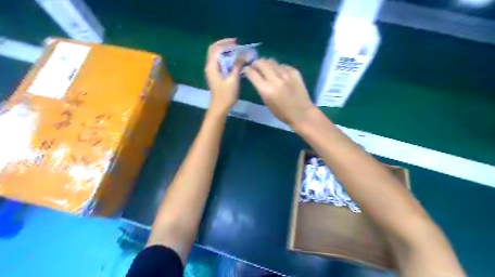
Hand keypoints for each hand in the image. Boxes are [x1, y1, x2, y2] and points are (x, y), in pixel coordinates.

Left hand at [205, 37, 242, 114]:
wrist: (220, 108)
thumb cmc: (226, 95)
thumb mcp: (233, 79)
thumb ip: (237, 65)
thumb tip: (244, 54)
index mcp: (212, 66)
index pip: (217, 49)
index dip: (226, 44)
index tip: (237, 43)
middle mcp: (210, 66)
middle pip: (214, 50)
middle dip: (224, 44)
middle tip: (236, 43)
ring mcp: (212, 71)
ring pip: (216, 55)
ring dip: (225, 51)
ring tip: (236, 50)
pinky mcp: (215, 75)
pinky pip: (219, 62)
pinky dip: (225, 58)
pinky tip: (234, 60)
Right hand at [244, 58, 316, 127]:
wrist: (301, 113)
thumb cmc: (282, 112)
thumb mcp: (266, 102)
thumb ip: (260, 88)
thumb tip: (256, 77)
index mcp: (265, 89)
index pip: (252, 73)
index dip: (247, 70)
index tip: (246, 70)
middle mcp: (274, 79)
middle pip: (261, 63)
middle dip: (255, 63)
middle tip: (255, 66)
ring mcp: (285, 74)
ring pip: (272, 61)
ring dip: (266, 64)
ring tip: (266, 68)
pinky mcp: (294, 71)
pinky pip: (282, 65)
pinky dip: (278, 67)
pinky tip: (279, 72)